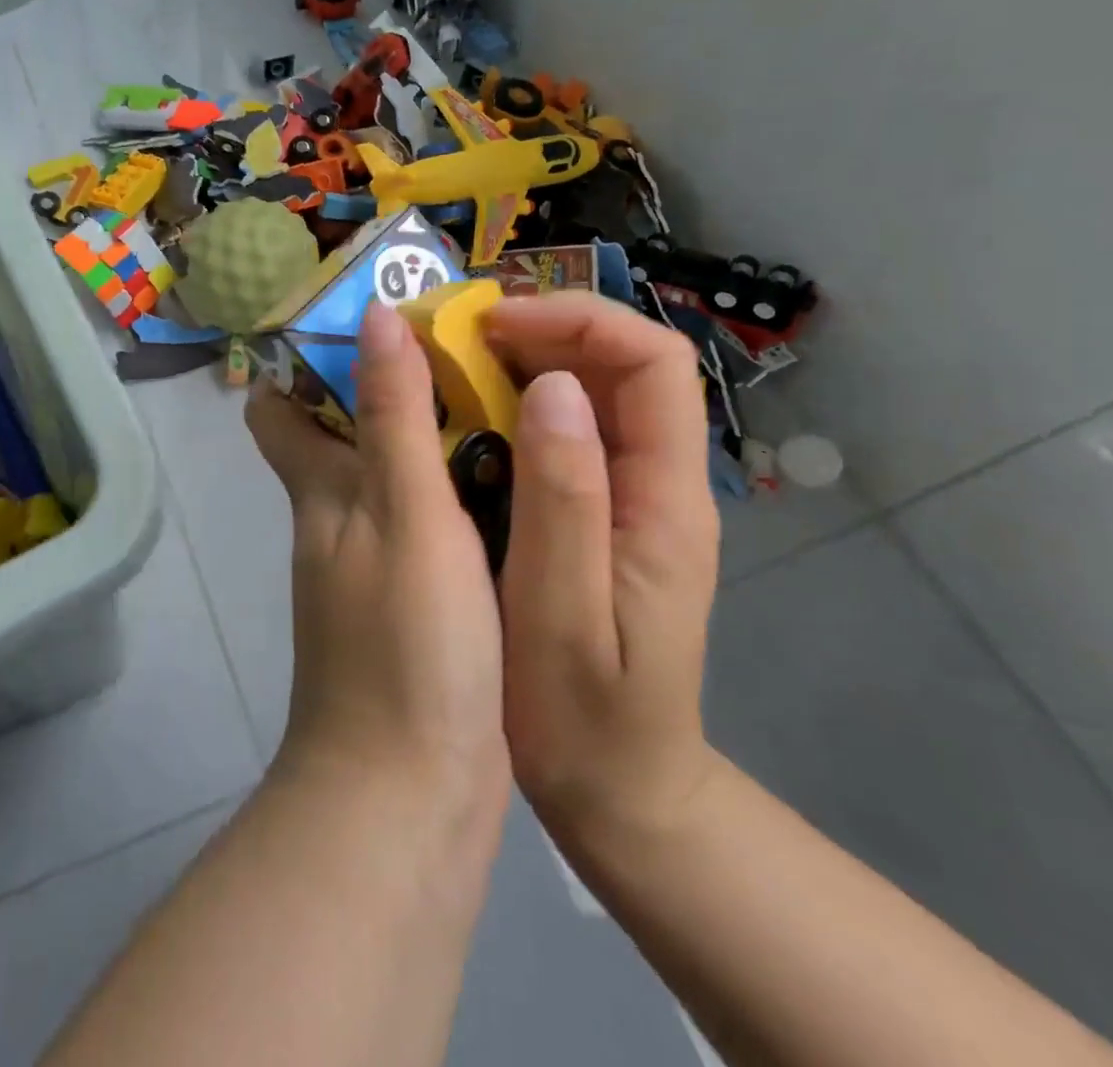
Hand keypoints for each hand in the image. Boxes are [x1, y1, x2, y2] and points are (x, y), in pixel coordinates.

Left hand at [245, 303, 508, 827]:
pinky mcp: (417, 602)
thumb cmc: (404, 644)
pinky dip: (460, 491)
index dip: (304, 362)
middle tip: (464, 344)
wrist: (410, 794)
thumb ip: (392, 415)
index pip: (279, 410)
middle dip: (389, 387)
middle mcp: (337, 519)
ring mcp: (376, 563)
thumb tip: (372, 315)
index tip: (363, 320)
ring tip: (505, 391)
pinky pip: (433, 523)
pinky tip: (519, 475)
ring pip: (394, 476)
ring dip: (433, 435)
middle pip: (345, 434)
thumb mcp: (403, 513)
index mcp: (320, 491)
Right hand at [484, 292, 722, 850]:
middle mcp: (656, 483)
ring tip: (448, 363)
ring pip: (589, 392)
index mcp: (664, 500)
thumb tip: (552, 386)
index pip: (653, 363)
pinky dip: (512, 405)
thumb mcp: (562, 611)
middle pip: (620, 364)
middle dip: (542, 330)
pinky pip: (562, 431)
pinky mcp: (597, 513)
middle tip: (455, 337)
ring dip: (522, 361)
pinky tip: (461, 416)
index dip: (578, 322)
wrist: (621, 789)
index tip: (493, 326)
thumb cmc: (586, 716)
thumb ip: (565, 498)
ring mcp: (628, 497)